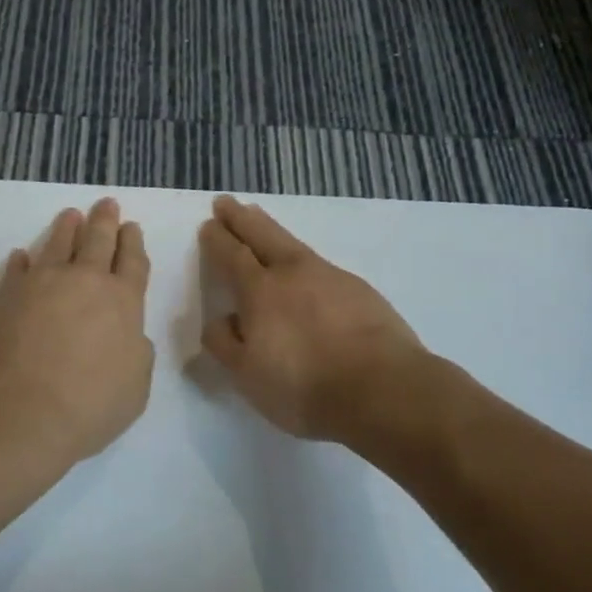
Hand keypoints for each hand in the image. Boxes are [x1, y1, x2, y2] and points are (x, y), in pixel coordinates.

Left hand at [0, 198, 154, 461]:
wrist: (18, 411)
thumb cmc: (87, 405)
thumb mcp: (135, 389)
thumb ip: (137, 355)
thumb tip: (129, 337)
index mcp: (122, 302)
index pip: (133, 262)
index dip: (133, 243)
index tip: (132, 227)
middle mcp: (84, 281)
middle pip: (98, 241)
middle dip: (105, 221)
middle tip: (107, 203)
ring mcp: (42, 283)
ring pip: (58, 243)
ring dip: (67, 228)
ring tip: (70, 215)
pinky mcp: (6, 294)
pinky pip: (17, 269)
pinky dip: (22, 261)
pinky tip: (22, 256)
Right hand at [197, 195, 432, 441]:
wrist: (383, 388)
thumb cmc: (305, 386)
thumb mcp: (248, 375)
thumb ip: (226, 343)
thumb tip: (221, 319)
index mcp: (259, 290)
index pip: (231, 255)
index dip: (217, 239)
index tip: (208, 225)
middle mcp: (292, 272)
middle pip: (261, 234)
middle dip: (240, 218)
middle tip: (226, 203)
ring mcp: (329, 276)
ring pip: (292, 244)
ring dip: (270, 229)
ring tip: (260, 220)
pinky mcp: (359, 290)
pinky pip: (320, 265)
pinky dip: (303, 260)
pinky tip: (305, 270)